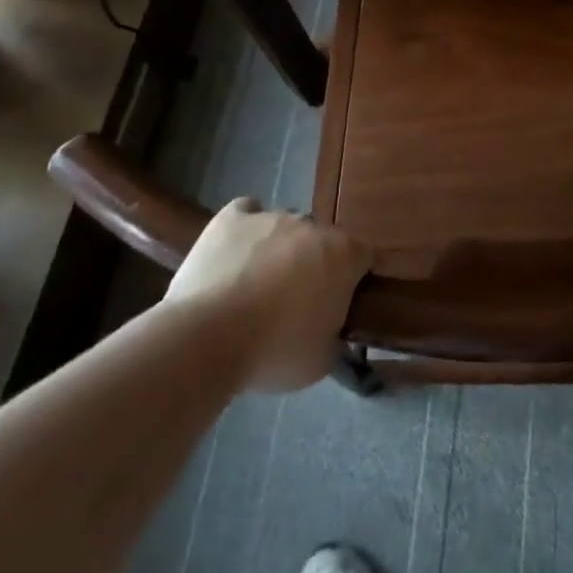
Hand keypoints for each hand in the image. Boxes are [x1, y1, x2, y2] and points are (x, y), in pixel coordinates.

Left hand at [165, 199, 372, 391]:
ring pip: (285, 229)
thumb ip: (335, 336)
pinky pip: (247, 212)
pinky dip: (246, 228)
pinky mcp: (232, 218)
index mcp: (344, 254)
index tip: (343, 304)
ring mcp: (272, 216)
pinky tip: (237, 252)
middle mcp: (313, 225)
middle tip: (297, 303)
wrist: (206, 339)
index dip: (356, 279)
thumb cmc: (275, 351)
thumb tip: (331, 329)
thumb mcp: (321, 360)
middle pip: (322, 241)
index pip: (366, 255)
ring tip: (255, 287)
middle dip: (315, 265)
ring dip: (280, 251)